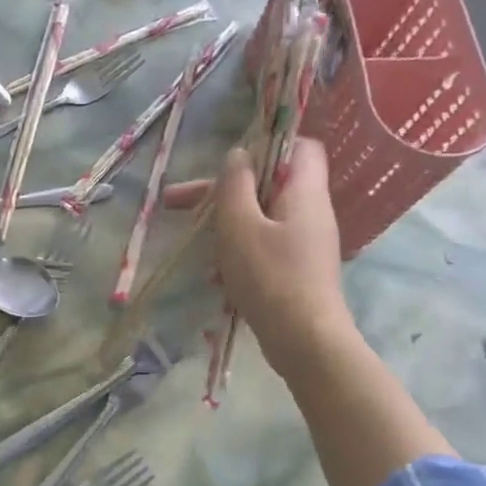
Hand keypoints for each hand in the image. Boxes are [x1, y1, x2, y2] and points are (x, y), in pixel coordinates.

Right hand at [213, 138, 349, 358]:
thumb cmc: (270, 276)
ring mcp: (304, 243)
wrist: (304, 341)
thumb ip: (234, 185)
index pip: (301, 145)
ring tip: (196, 246)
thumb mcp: (240, 225)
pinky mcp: (296, 269)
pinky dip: (237, 253)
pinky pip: (263, 246)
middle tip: (175, 202)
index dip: (266, 144)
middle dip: (221, 192)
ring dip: (224, 227)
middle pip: (266, 183)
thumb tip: (238, 154)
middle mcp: (310, 211)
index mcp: (304, 192)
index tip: (229, 162)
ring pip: (259, 218)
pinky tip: (215, 276)